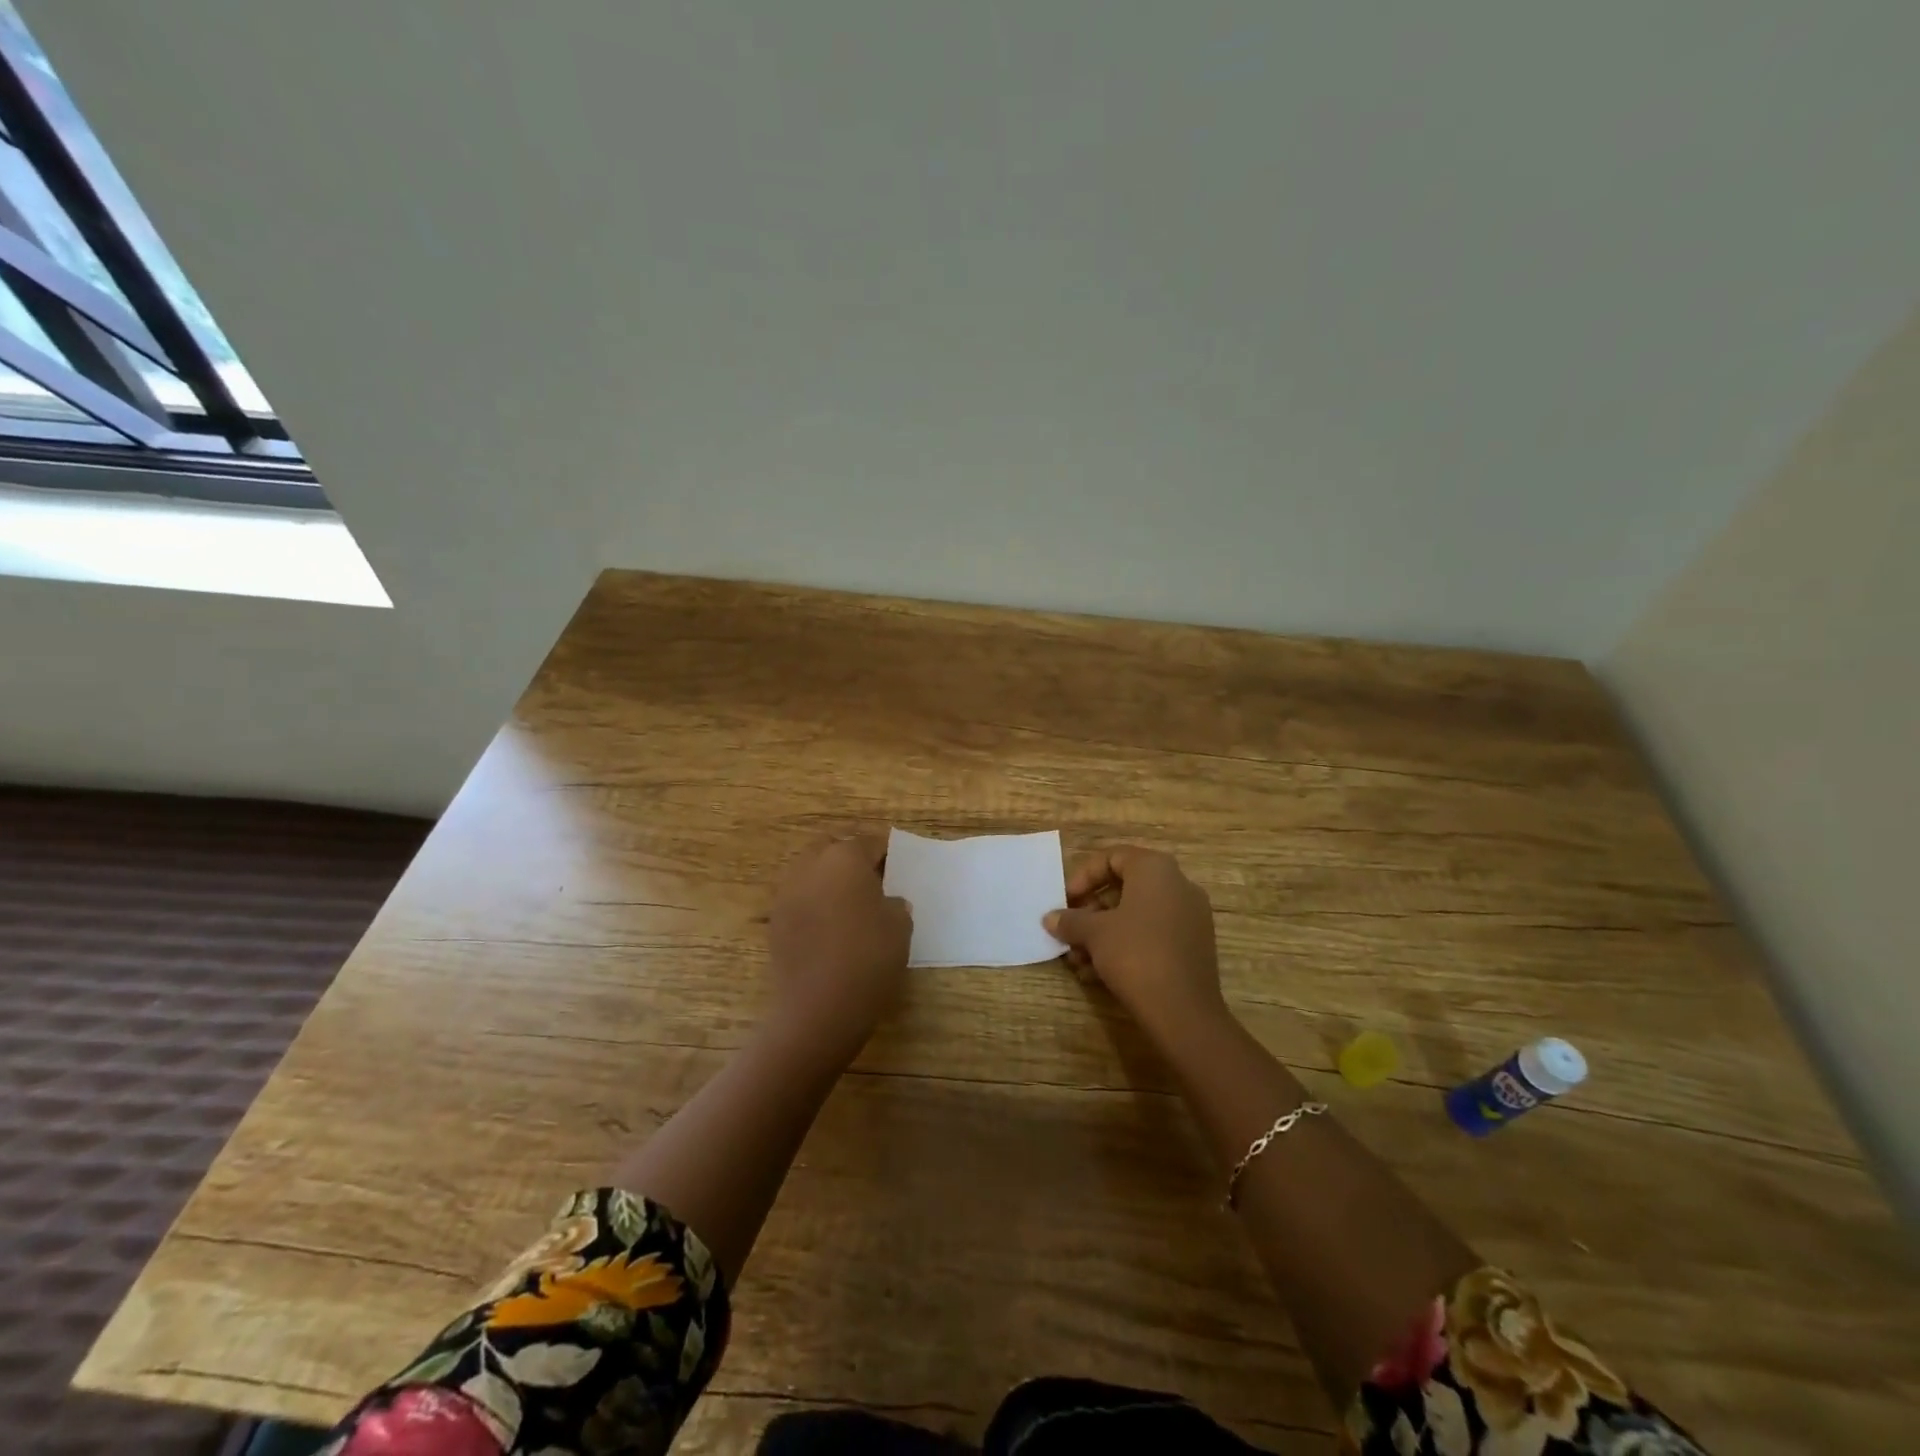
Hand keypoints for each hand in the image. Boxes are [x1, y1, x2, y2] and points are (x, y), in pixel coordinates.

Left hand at [766, 835, 912, 1062]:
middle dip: (850, 856)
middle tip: (872, 878)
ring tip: (850, 902)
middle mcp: (811, 865)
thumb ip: (895, 904)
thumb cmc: (867, 958)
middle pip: (833, 846)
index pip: (869, 841)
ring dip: (829, 877)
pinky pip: (799, 897)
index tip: (898, 864)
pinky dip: (814, 901)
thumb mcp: (900, 927)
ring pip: (811, 870)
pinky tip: (831, 925)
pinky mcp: (775, 920)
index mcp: (845, 857)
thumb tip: (887, 902)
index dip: (886, 851)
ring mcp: (787, 892)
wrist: (817, 1007)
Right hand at [1044, 847, 1229, 1048]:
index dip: (1083, 876)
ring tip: (1078, 960)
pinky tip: (1098, 973)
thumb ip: (1070, 920)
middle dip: (1091, 911)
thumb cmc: (1135, 955)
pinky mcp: (1193, 945)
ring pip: (1136, 915)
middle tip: (1069, 931)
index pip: (1113, 857)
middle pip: (1124, 887)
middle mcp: (1178, 884)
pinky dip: (1125, 946)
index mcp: (1156, 869)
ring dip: (1103, 933)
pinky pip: (1152, 934)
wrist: (1183, 1011)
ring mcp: (1190, 916)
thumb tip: (1050, 918)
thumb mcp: (1094, 934)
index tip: (1065, 901)